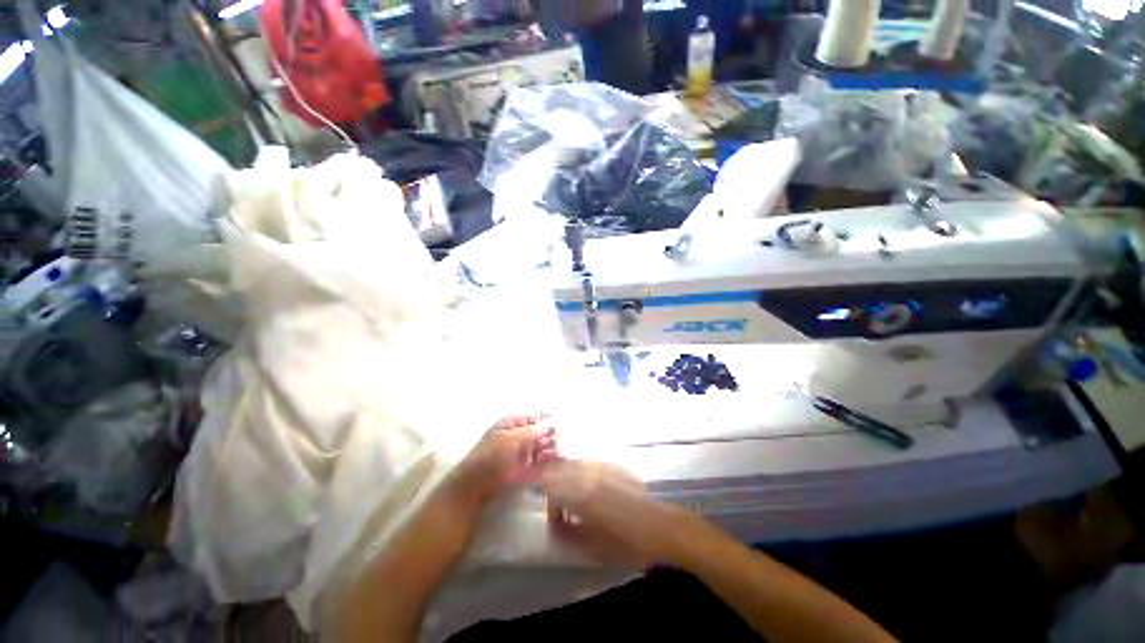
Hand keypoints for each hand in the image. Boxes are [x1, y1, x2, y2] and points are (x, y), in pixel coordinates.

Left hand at [448, 415, 556, 508]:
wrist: (476, 486)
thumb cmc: (490, 456)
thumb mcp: (510, 439)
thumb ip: (532, 431)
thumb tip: (551, 422)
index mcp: (513, 423)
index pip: (534, 416)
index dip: (547, 417)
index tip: (561, 420)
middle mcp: (520, 435)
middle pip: (541, 431)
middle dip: (553, 433)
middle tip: (566, 437)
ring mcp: (524, 452)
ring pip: (543, 445)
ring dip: (553, 446)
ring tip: (563, 449)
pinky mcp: (527, 469)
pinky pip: (542, 461)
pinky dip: (550, 460)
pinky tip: (559, 459)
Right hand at [542, 460, 693, 569]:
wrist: (660, 527)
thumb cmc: (626, 542)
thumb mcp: (591, 546)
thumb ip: (566, 533)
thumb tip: (553, 524)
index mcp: (580, 493)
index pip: (549, 484)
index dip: (546, 499)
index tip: (554, 516)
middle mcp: (588, 473)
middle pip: (559, 469)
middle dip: (554, 485)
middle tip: (561, 506)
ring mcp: (602, 466)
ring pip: (574, 463)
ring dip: (568, 477)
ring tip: (575, 497)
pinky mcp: (613, 465)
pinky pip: (589, 463)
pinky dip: (582, 473)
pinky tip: (591, 488)